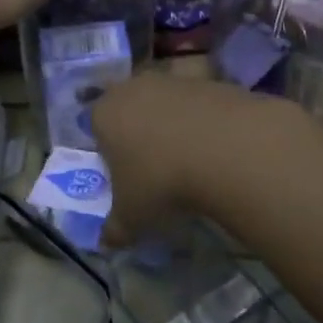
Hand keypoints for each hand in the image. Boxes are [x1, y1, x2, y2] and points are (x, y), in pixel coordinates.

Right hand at [92, 74, 296, 245]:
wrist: (226, 149)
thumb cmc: (161, 180)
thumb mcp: (132, 216)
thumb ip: (115, 229)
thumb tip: (106, 241)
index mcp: (105, 112)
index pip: (96, 125)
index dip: (108, 151)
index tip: (126, 175)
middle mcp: (136, 87)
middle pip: (132, 107)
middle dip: (141, 132)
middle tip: (157, 167)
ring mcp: (177, 80)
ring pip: (168, 102)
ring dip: (175, 124)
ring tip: (192, 160)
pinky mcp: (214, 81)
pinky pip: (202, 103)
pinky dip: (207, 121)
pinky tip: (219, 148)